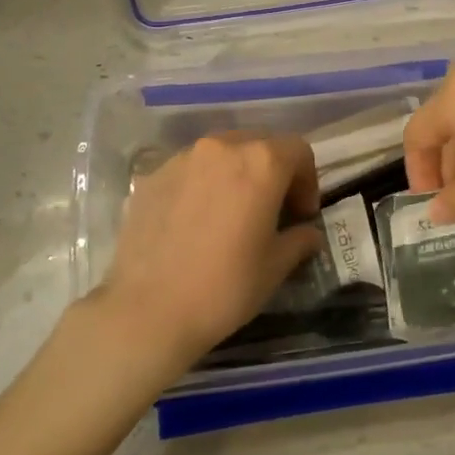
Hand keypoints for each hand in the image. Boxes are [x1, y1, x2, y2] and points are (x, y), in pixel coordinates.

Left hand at [95, 132, 322, 376]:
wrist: (146, 310)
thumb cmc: (224, 287)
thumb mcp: (275, 267)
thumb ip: (299, 240)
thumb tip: (307, 233)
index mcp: (260, 163)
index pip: (298, 150)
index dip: (307, 181)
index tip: (301, 215)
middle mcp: (221, 148)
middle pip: (258, 144)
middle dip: (272, 172)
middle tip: (271, 211)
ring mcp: (181, 159)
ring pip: (220, 155)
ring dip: (235, 176)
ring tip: (230, 215)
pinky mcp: (151, 177)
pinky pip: (188, 171)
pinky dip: (201, 186)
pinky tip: (194, 224)